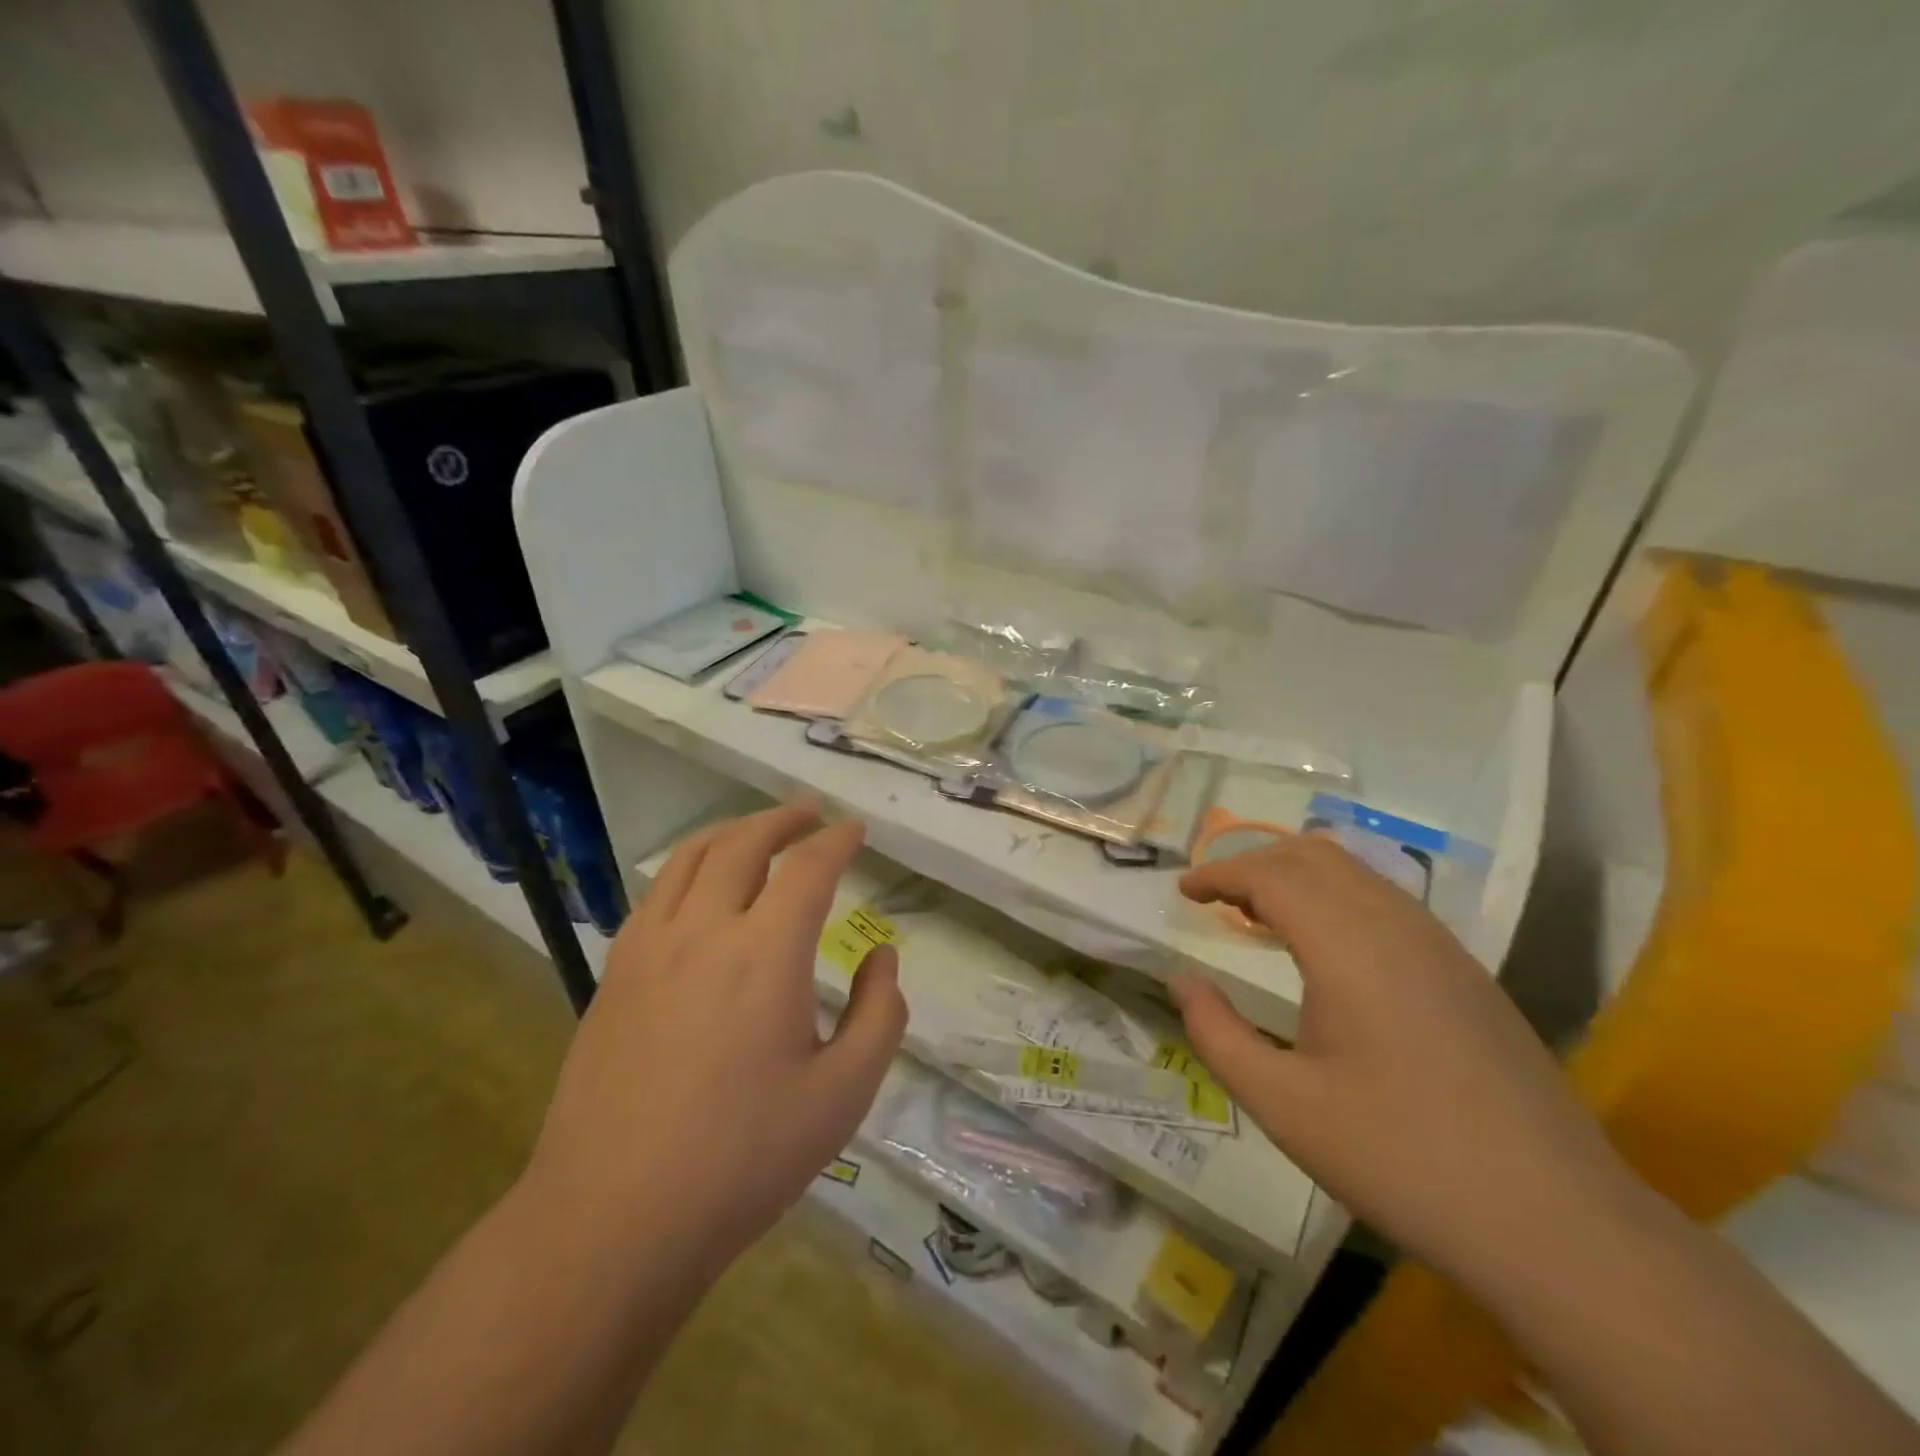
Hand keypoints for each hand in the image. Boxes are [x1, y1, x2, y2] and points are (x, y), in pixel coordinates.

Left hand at [526, 803, 905, 1270]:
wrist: (612, 1219)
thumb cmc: (742, 1160)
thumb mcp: (843, 1096)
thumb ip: (880, 1015)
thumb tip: (881, 956)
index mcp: (766, 954)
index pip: (809, 868)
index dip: (838, 840)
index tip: (857, 830)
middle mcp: (704, 930)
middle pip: (745, 843)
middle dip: (784, 819)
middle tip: (811, 814)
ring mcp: (649, 947)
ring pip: (692, 857)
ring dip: (733, 831)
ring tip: (759, 831)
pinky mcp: (615, 973)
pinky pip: (656, 892)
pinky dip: (689, 866)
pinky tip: (700, 886)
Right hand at [1172, 832, 1635, 1284]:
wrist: (1557, 1224)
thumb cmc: (1401, 1158)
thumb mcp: (1284, 1106)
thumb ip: (1217, 1034)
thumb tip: (1183, 982)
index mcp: (1348, 946)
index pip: (1270, 874)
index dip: (1219, 873)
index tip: (1183, 890)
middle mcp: (1396, 925)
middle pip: (1313, 855)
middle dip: (1255, 863)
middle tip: (1216, 898)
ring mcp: (1441, 945)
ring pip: (1355, 873)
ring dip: (1298, 877)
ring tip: (1260, 917)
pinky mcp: (1466, 972)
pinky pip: (1387, 902)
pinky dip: (1336, 898)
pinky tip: (1326, 951)